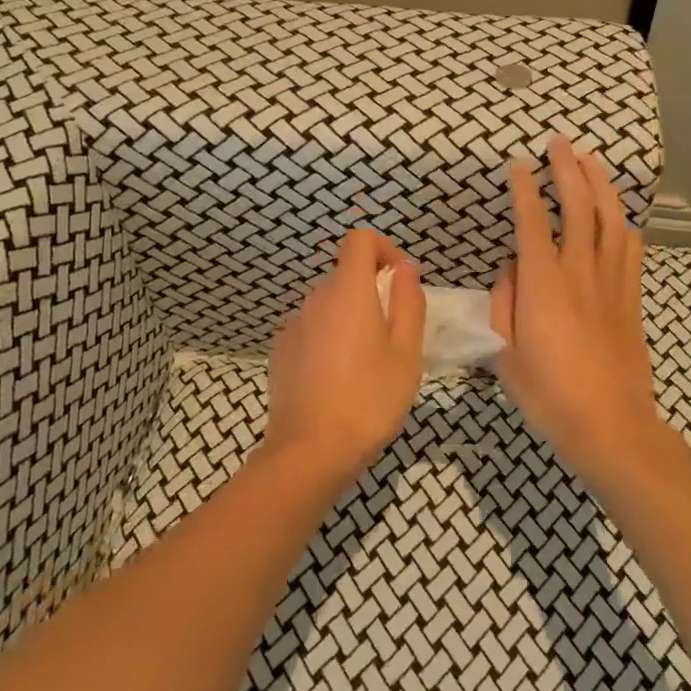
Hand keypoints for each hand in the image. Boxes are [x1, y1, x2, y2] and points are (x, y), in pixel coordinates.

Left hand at [267, 228, 426, 478]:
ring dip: (351, 316)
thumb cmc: (370, 398)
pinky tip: (338, 378)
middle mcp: (315, 299)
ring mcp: (294, 325)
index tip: (400, 282)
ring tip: (368, 361)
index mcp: (348, 291)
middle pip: (345, 273)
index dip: (384, 249)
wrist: (310, 451)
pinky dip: (329, 337)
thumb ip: (408, 301)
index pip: (359, 239)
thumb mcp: (406, 352)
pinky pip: (312, 328)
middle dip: (372, 290)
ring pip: (329, 303)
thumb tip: (405, 268)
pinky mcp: (281, 351)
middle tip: (394, 333)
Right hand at [491, 137, 667, 480]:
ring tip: (591, 161)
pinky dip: (623, 224)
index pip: (532, 223)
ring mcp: (612, 283)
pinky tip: (618, 216)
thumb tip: (512, 270)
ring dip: (600, 185)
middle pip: (579, 207)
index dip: (525, 189)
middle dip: (569, 170)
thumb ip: (504, 305)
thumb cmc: (550, 396)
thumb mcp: (506, 356)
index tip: (519, 164)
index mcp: (544, 286)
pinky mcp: (632, 299)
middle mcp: (581, 273)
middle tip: (560, 143)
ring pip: (611, 220)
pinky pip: (631, 249)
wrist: (612, 426)